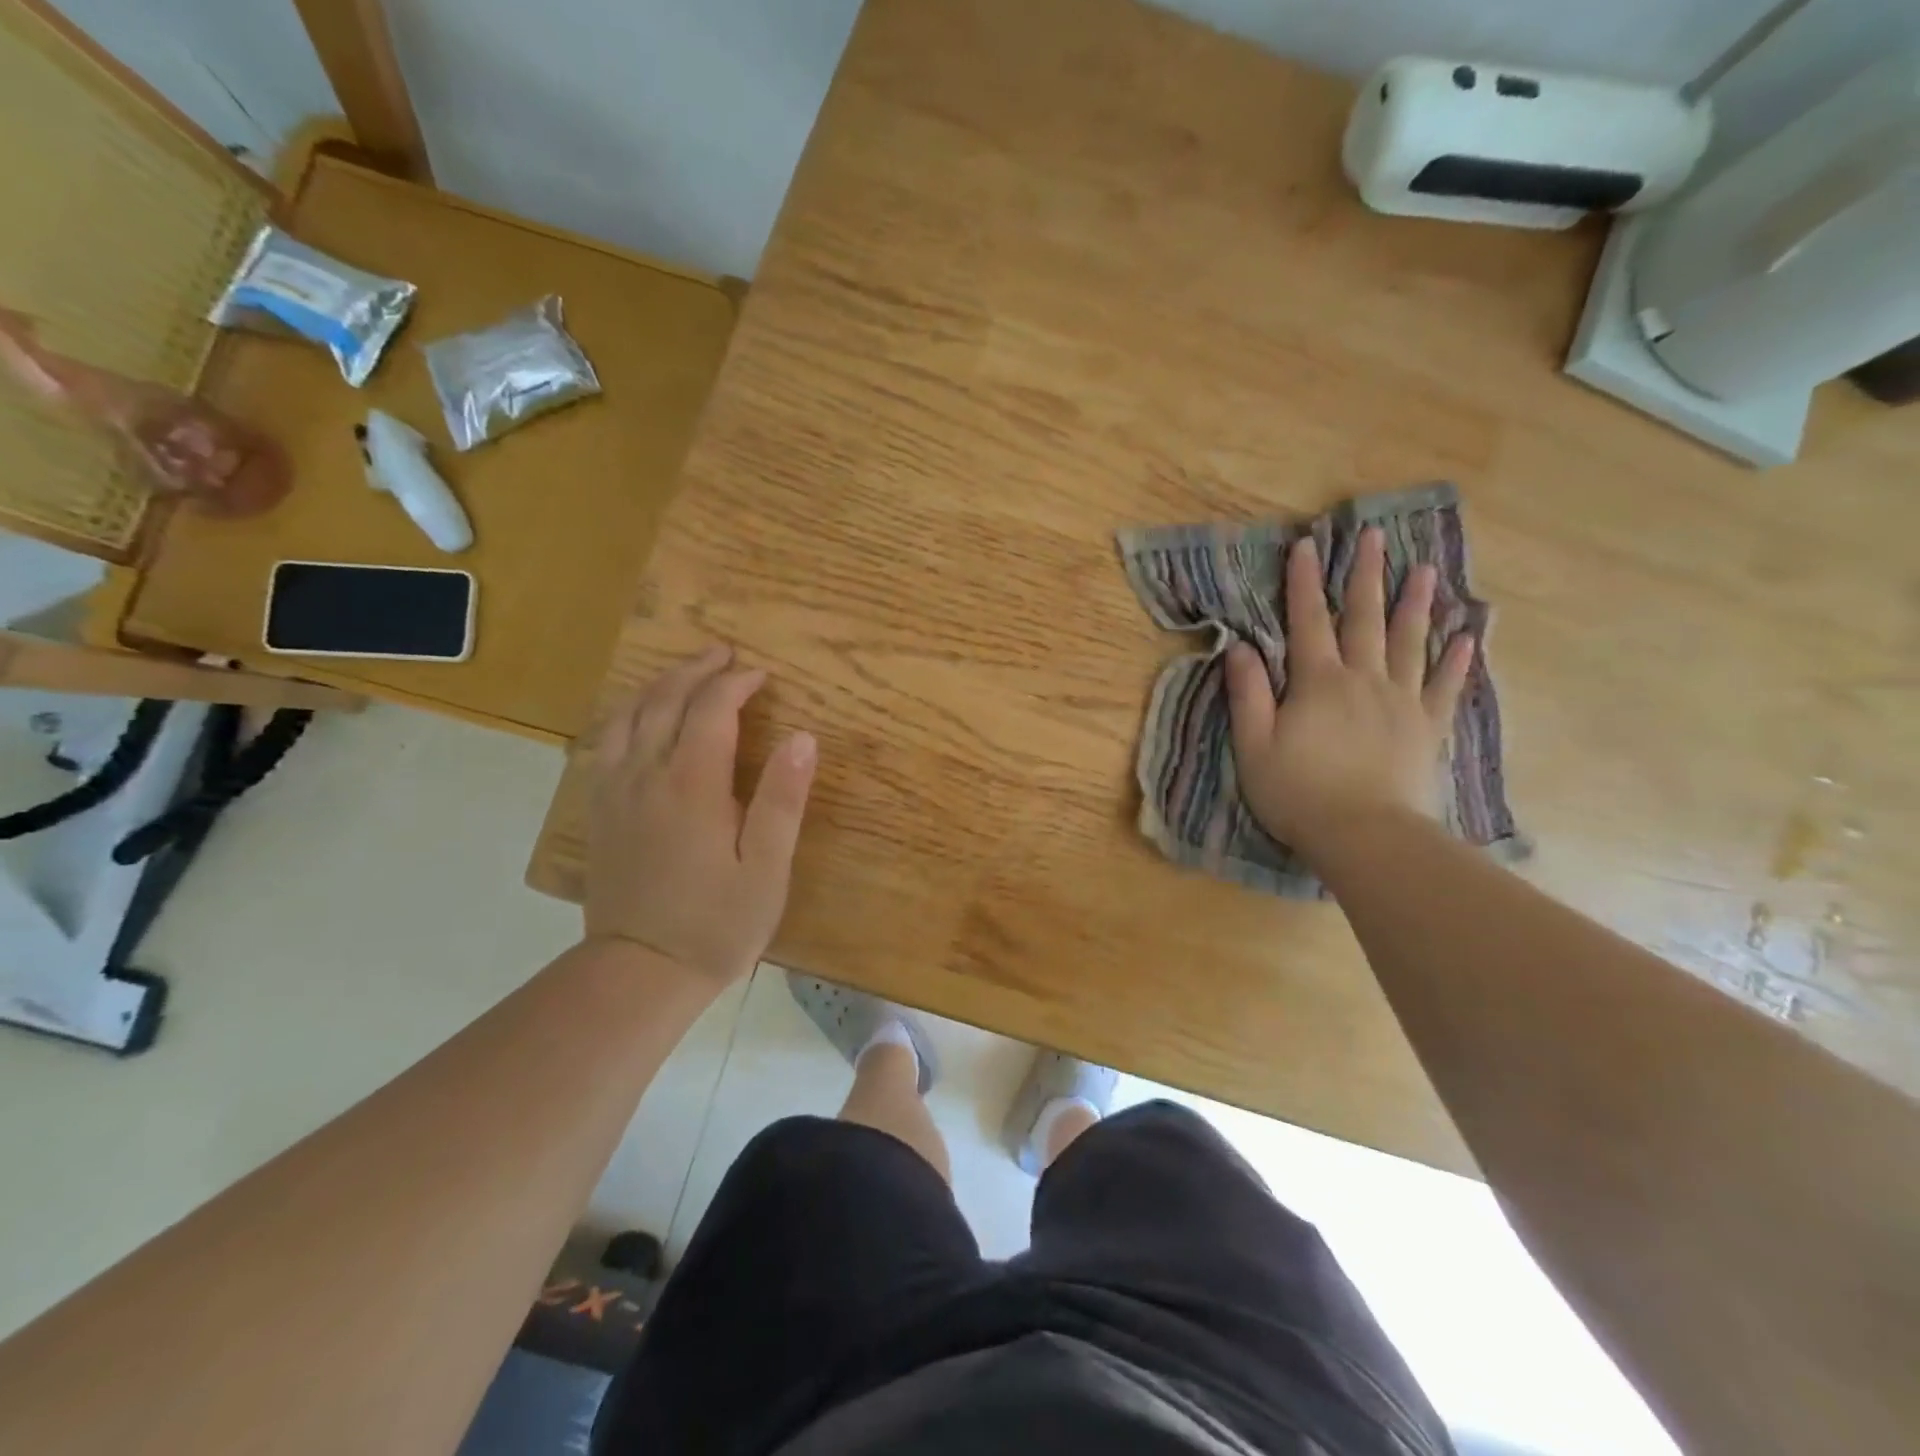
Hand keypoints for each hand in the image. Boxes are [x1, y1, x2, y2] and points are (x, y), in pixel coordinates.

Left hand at [586, 645, 817, 985]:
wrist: (640, 972)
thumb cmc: (717, 923)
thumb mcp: (767, 867)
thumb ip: (783, 799)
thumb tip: (803, 737)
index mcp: (692, 784)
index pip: (712, 709)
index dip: (737, 684)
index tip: (761, 676)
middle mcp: (646, 775)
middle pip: (665, 700)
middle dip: (696, 670)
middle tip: (724, 655)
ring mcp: (614, 791)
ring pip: (628, 716)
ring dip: (657, 685)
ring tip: (682, 674)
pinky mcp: (598, 811)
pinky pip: (604, 743)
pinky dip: (624, 716)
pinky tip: (636, 719)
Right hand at [1225, 527, 1472, 854]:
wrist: (1366, 835)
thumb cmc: (1298, 793)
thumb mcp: (1254, 746)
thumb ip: (1248, 695)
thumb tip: (1240, 648)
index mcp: (1318, 683)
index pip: (1307, 621)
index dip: (1304, 582)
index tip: (1307, 544)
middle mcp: (1363, 680)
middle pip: (1364, 619)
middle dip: (1366, 576)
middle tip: (1375, 536)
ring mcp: (1401, 702)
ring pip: (1409, 642)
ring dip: (1415, 603)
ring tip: (1425, 568)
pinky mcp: (1427, 728)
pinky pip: (1444, 686)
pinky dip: (1457, 660)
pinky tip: (1467, 635)